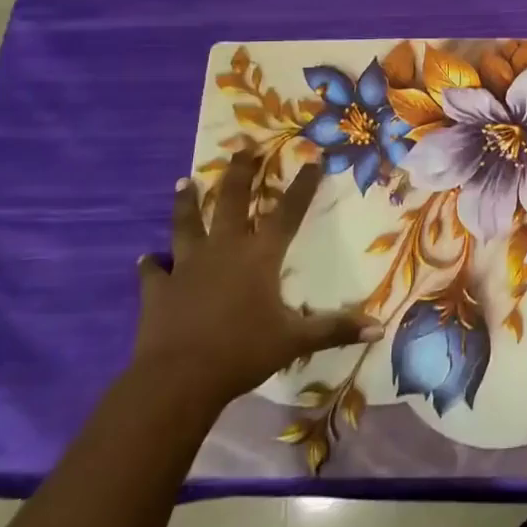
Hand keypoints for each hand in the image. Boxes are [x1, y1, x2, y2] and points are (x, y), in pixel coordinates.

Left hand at [134, 156, 380, 408]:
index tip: (311, 160)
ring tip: (183, 181)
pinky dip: (151, 263)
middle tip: (243, 147)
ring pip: (186, 224)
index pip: (288, 213)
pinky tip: (148, 258)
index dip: (302, 186)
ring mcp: (186, 267)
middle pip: (231, 201)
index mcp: (260, 256)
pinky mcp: (158, 289)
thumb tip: (378, 328)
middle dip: (239, 172)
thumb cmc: (243, 352)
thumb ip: (335, 329)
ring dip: (186, 202)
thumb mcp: (296, 341)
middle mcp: (223, 250)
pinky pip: (153, 271)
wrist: (178, 379)